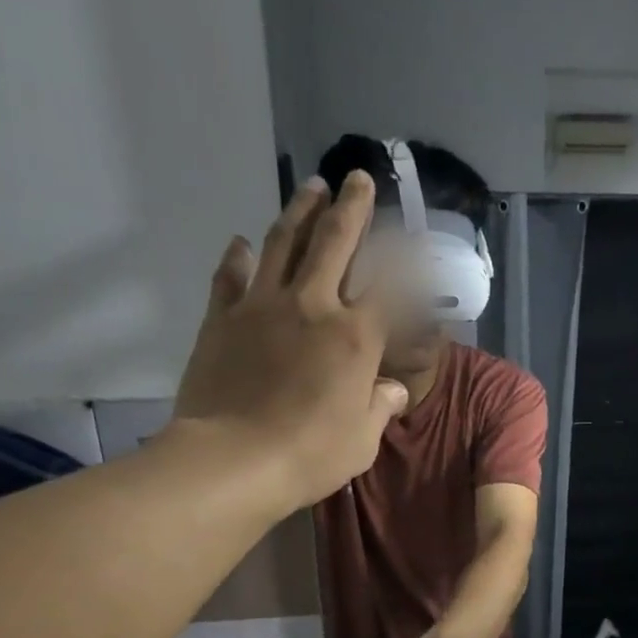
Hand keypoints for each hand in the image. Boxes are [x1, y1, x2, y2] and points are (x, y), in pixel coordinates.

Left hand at [173, 173, 409, 510]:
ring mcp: (262, 306)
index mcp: (355, 337)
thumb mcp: (362, 441)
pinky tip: (242, 243)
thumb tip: (392, 390)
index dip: (406, 262)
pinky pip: (230, 277)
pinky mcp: (222, 318)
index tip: (415, 241)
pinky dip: (238, 257)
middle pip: (334, 242)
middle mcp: (312, 306)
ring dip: (299, 212)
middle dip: (350, 207)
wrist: (234, 459)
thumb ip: (380, 407)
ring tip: (311, 188)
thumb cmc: (311, 455)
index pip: (389, 286)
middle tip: (356, 178)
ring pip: (283, 243)